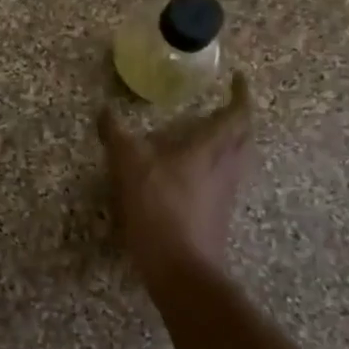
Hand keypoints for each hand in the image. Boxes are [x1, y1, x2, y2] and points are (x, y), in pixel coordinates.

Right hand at [98, 72, 252, 280]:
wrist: (181, 270)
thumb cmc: (160, 208)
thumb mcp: (129, 164)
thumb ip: (116, 134)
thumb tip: (105, 110)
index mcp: (211, 149)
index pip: (237, 114)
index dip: (241, 94)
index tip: (238, 79)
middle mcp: (226, 168)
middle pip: (243, 137)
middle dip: (238, 118)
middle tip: (224, 106)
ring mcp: (224, 194)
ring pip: (236, 160)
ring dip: (229, 143)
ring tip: (207, 135)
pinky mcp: (216, 215)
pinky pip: (222, 180)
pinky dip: (214, 167)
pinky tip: (190, 173)